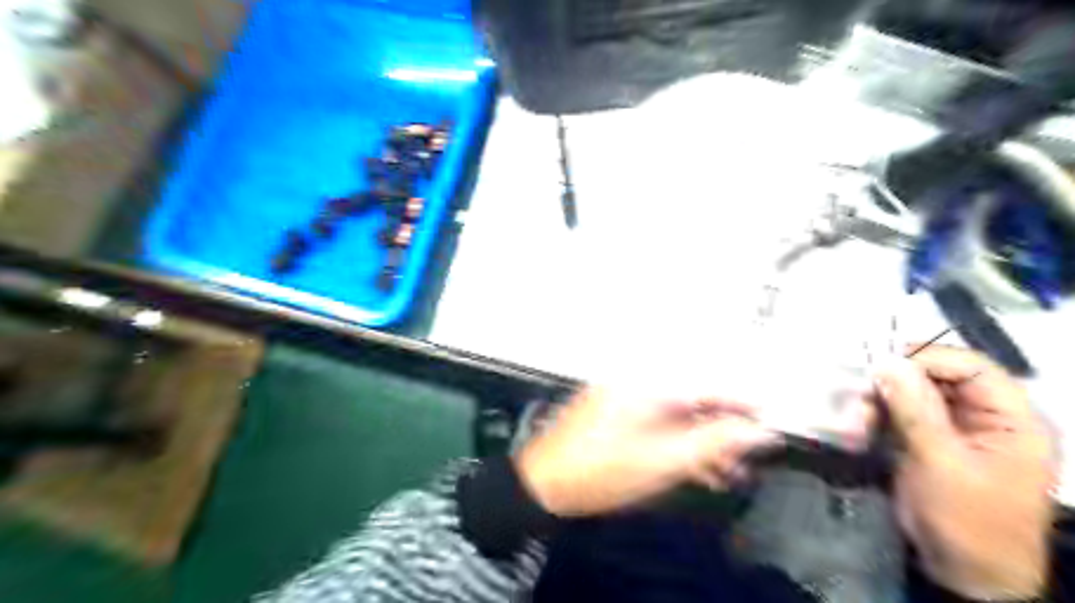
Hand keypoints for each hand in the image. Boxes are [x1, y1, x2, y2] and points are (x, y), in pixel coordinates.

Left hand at [514, 390, 782, 514]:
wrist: (545, 483)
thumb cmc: (597, 471)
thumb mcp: (664, 461)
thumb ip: (715, 443)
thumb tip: (756, 431)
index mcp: (649, 384)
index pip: (711, 385)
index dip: (744, 405)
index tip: (769, 421)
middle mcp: (638, 380)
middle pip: (696, 398)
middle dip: (724, 427)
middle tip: (745, 455)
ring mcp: (626, 394)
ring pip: (679, 411)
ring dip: (703, 438)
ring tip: (723, 469)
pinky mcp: (620, 409)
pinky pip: (661, 418)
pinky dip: (679, 439)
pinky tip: (695, 464)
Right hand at [873, 346, 1056, 600]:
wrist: (964, 573)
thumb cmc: (967, 520)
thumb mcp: (941, 462)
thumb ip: (915, 409)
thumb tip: (886, 361)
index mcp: (1012, 420)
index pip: (971, 367)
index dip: (926, 358)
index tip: (879, 364)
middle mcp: (986, 417)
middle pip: (938, 377)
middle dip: (895, 383)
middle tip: (859, 394)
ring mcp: (956, 429)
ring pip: (913, 394)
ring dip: (880, 402)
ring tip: (857, 420)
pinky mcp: (931, 441)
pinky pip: (902, 413)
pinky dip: (878, 416)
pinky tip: (859, 427)